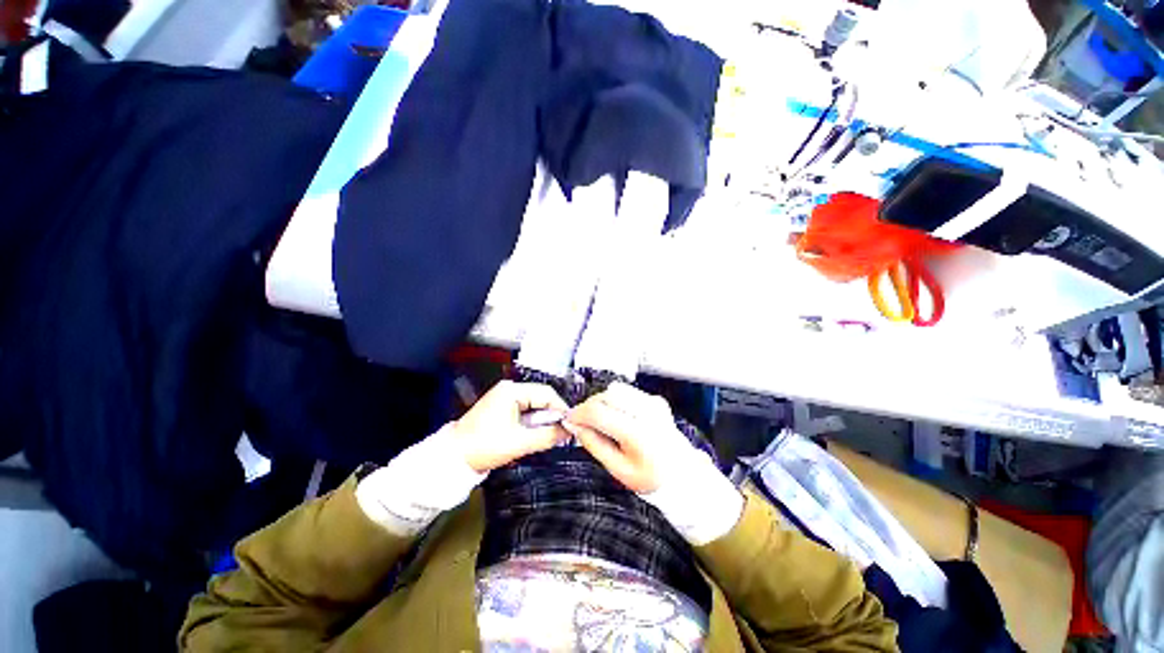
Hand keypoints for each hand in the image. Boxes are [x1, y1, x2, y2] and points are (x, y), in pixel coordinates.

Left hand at [453, 380, 569, 472]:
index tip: (571, 424)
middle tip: (563, 432)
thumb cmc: (485, 446)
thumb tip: (569, 431)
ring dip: (543, 420)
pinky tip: (537, 434)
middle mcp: (509, 390)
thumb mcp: (520, 442)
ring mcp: (503, 398)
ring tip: (551, 435)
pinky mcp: (500, 409)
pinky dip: (532, 422)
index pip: (546, 393)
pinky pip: (524, 412)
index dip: (561, 408)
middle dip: (552, 415)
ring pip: (533, 406)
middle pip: (540, 398)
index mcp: (512, 391)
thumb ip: (547, 435)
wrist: (452, 459)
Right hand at [565, 382, 743, 544]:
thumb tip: (574, 425)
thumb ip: (594, 444)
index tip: (568, 419)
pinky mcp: (655, 399)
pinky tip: (617, 416)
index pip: (598, 412)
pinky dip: (615, 400)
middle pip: (605, 396)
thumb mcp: (618, 470)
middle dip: (588, 406)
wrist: (683, 474)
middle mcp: (646, 412)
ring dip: (601, 401)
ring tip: (600, 420)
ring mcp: (653, 403)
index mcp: (637, 434)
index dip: (578, 413)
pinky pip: (626, 391)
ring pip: (615, 390)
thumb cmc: (650, 478)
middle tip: (583, 422)